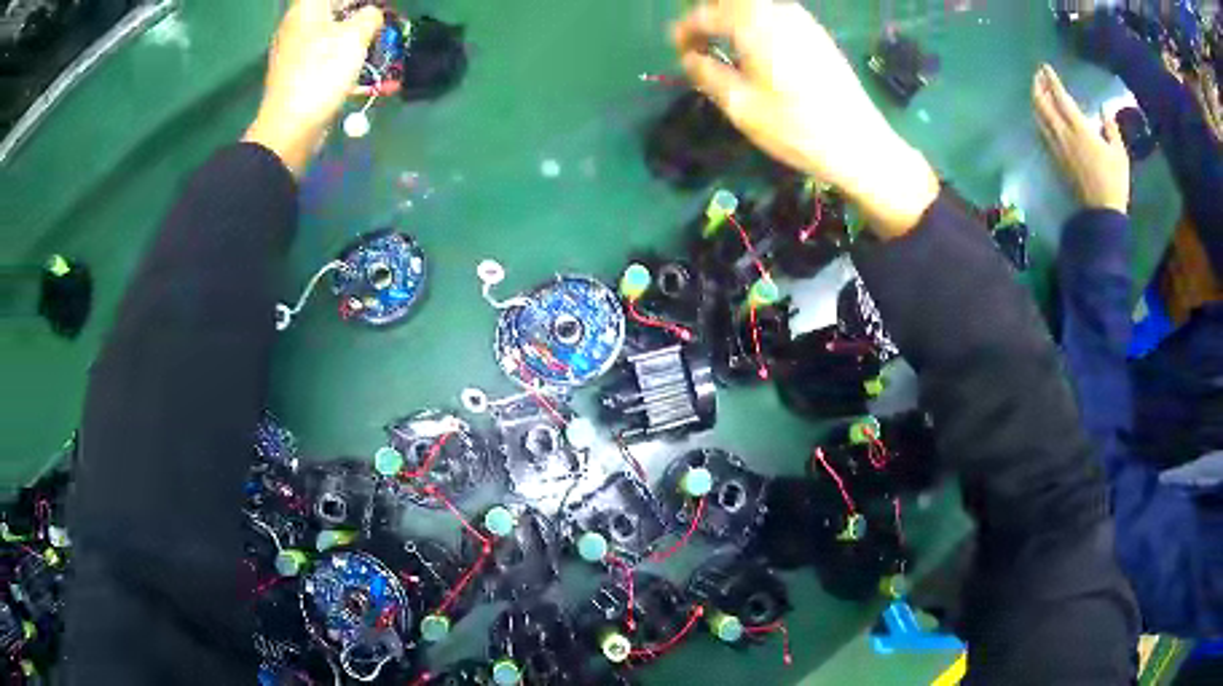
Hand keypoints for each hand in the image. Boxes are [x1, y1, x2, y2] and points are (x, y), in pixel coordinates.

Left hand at [243, 0, 382, 175]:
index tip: (378, 10)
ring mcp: (292, 50)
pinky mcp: (294, 73)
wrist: (290, 128)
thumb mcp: (356, 37)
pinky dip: (340, 54)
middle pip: (332, 9)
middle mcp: (295, 24)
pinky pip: (322, 53)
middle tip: (379, 25)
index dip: (361, 1)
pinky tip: (355, 66)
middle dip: (359, 14)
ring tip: (373, 45)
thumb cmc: (321, 75)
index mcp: (307, 9)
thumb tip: (372, 15)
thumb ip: (370, 16)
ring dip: (352, 35)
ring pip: (328, 31)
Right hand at [671, 0, 938, 237]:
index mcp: (754, 25)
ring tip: (725, 44)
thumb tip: (690, 58)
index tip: (678, 51)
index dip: (685, 30)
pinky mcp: (819, 36)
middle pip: (734, 0)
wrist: (860, 145)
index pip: (707, 13)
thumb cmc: (796, 128)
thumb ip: (707, 74)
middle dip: (710, 14)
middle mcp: (779, 12)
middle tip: (700, 39)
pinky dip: (758, 23)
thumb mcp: (741, 106)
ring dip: (735, 17)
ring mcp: (804, 21)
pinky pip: (778, 15)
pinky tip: (759, 50)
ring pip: (757, 5)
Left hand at [1032, 64, 1129, 213]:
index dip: (1051, 80)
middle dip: (1037, 86)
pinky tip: (1040, 114)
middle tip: (1038, 75)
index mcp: (1079, 129)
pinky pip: (1041, 132)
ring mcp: (1056, 148)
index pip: (1060, 97)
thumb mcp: (1119, 154)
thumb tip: (1105, 110)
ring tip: (1037, 90)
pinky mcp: (1054, 160)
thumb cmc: (1114, 182)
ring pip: (1038, 117)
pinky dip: (1038, 117)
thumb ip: (1111, 129)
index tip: (1046, 67)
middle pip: (1042, 104)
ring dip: (1035, 100)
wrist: (1100, 214)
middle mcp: (1063, 135)